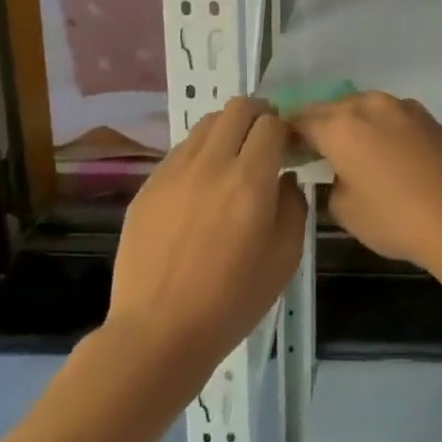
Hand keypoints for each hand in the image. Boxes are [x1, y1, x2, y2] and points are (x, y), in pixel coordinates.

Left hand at [105, 98, 306, 377]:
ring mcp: (173, 172)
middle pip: (237, 108)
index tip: (288, 148)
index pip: (271, 124)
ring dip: (226, 131)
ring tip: (231, 160)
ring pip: (206, 124)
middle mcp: (211, 164)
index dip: (285, 129)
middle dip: (257, 115)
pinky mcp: (148, 186)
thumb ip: (293, 206)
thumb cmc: (231, 302)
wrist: (157, 333)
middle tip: (264, 141)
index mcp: (250, 181)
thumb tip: (286, 179)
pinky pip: (180, 151)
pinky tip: (201, 188)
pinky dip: (199, 154)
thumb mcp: (285, 258)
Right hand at [292, 92, 441, 273]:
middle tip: (312, 151)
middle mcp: (369, 106)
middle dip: (318, 125)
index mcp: (341, 126)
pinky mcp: (426, 116)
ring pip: (363, 107)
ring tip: (350, 151)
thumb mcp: (345, 211)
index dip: (287, 134)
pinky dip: (379, 127)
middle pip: (331, 108)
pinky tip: (384, 151)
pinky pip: (390, 115)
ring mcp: (402, 106)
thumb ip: (330, 183)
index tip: (284, 150)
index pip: (300, 120)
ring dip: (351, 123)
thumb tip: (338, 172)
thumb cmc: (396, 218)